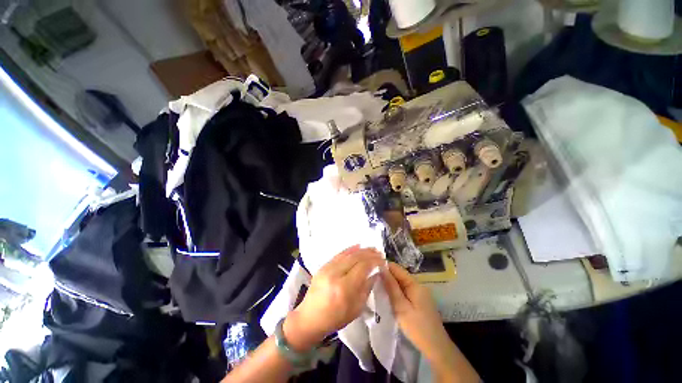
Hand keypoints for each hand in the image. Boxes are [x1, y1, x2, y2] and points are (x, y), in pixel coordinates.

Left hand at [283, 246, 383, 351]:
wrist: (309, 318)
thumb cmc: (335, 318)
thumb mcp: (356, 309)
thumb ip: (366, 288)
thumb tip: (375, 273)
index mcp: (344, 288)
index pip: (363, 267)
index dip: (374, 261)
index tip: (383, 261)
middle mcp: (335, 274)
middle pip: (355, 258)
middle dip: (369, 253)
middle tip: (379, 253)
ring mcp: (327, 268)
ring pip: (347, 254)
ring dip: (361, 250)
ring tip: (371, 249)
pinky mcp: (323, 266)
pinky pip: (339, 254)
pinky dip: (350, 249)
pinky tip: (358, 246)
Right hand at [380, 262, 449, 360]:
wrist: (436, 347)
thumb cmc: (417, 327)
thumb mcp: (401, 306)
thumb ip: (391, 287)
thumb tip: (382, 269)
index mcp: (414, 284)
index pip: (397, 268)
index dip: (384, 267)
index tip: (371, 271)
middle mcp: (418, 285)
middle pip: (399, 275)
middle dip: (387, 276)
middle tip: (372, 281)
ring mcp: (420, 293)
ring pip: (401, 283)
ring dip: (391, 284)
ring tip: (377, 287)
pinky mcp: (419, 301)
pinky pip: (405, 291)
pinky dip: (396, 292)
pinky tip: (389, 297)